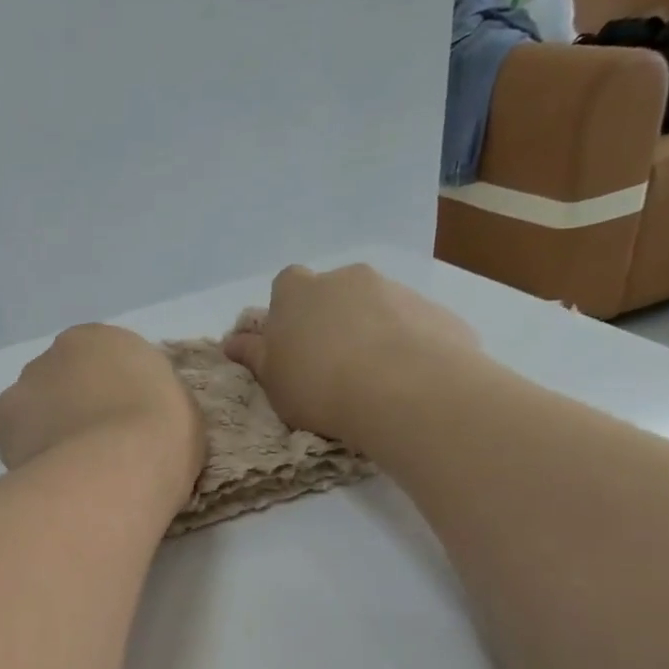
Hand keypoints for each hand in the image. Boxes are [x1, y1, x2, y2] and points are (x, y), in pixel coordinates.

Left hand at [0, 324, 203, 505]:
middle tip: (93, 449)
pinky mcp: (2, 422)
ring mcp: (24, 385)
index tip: (121, 425)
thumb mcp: (177, 406)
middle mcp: (56, 352)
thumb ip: (147, 400)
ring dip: (45, 430)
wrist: (117, 465)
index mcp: (103, 339)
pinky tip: (48, 478)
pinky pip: (16, 438)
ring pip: (33, 408)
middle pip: (61, 380)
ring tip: (69, 470)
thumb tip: (131, 417)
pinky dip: (28, 454)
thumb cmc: (162, 432)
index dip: (110, 395)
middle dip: (72, 408)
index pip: (102, 361)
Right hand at [223, 264, 478, 445]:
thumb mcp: (272, 379)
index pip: (286, 285)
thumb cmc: (319, 384)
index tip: (292, 343)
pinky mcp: (436, 312)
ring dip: (372, 331)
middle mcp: (347, 278)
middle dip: (333, 319)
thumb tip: (232, 341)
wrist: (405, 390)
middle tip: (331, 364)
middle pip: (334, 293)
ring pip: (377, 307)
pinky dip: (408, 345)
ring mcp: (396, 290)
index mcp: (298, 292)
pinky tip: (407, 381)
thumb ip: (254, 356)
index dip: (288, 312)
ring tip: (373, 379)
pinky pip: (414, 326)